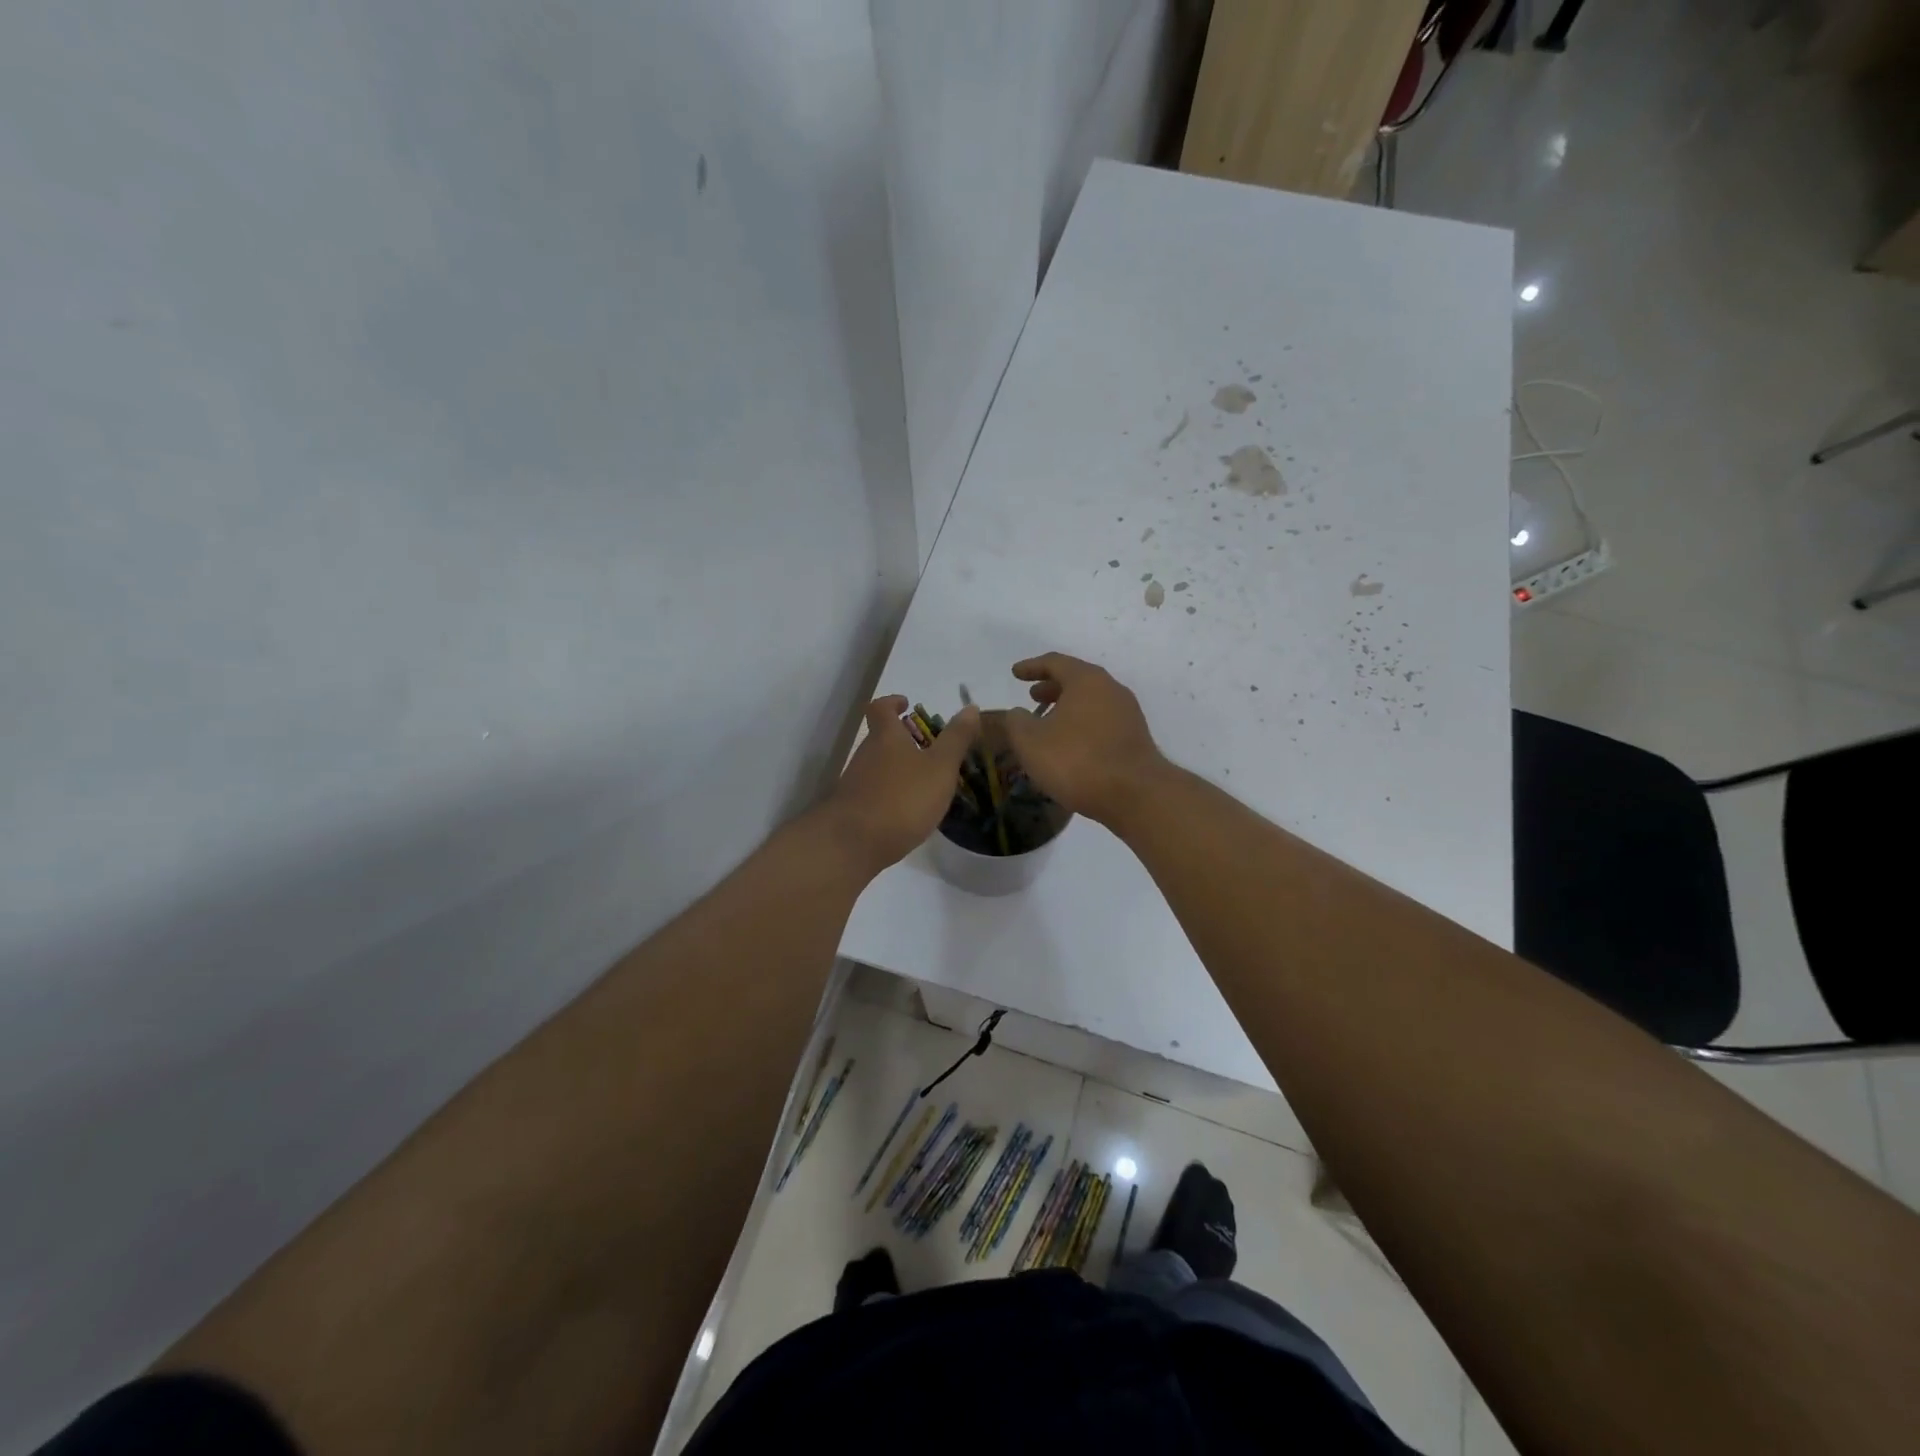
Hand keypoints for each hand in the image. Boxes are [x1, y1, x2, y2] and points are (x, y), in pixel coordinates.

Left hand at [821, 696, 981, 876]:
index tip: (906, 704)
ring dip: (898, 768)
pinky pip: (874, 792)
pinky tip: (908, 812)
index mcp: (886, 737)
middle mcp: (866, 754)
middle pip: (880, 738)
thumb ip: (956, 739)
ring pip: (878, 766)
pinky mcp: (852, 809)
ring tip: (925, 783)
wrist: (852, 844)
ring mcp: (855, 782)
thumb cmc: (902, 798)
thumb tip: (971, 707)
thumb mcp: (940, 767)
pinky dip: (891, 794)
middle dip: (902, 739)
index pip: (881, 708)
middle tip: (929, 749)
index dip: (892, 702)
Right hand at [1002, 653, 1167, 827]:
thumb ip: (1017, 722)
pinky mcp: (1135, 738)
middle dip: (1052, 686)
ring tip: (1048, 722)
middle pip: (1077, 680)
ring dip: (1067, 707)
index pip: (1055, 662)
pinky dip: (1082, 724)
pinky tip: (1070, 744)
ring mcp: (1127, 714)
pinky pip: (1102, 721)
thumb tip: (1018, 713)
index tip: (1016, 673)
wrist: (1135, 795)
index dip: (1031, 667)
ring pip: (1091, 702)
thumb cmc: (1077, 761)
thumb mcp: (1031, 742)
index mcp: (1086, 680)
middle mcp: (1111, 689)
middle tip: (1032, 696)